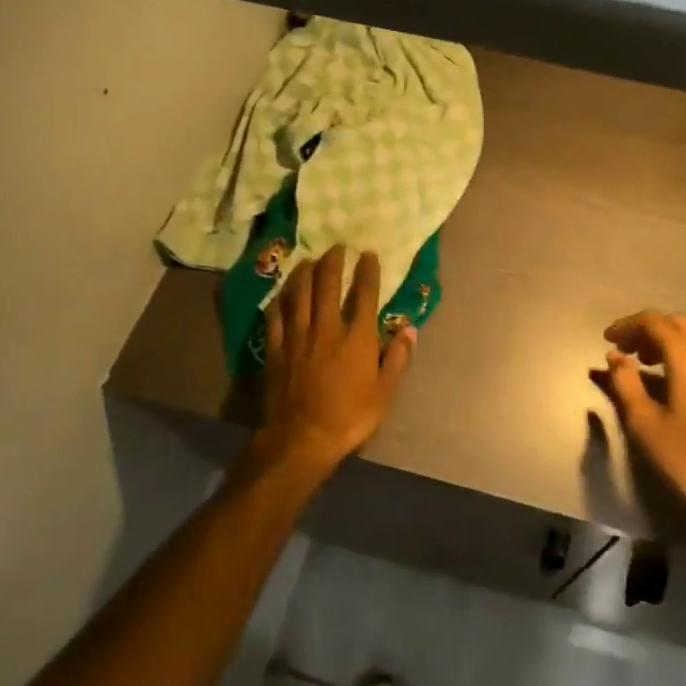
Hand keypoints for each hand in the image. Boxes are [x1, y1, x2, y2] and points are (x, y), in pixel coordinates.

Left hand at [255, 245, 415, 475]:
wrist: (301, 439)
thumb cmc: (350, 417)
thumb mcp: (385, 393)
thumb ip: (398, 358)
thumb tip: (409, 328)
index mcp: (357, 337)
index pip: (365, 293)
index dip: (367, 270)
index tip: (368, 254)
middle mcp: (327, 327)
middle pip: (327, 284)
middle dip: (332, 261)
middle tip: (336, 247)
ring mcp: (298, 336)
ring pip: (299, 294)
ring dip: (304, 273)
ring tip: (308, 260)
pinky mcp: (277, 349)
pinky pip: (275, 316)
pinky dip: (279, 301)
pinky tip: (281, 294)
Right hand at [592, 311, 685, 535]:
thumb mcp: (646, 424)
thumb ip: (626, 383)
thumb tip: (615, 356)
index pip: (655, 322)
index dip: (628, 325)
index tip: (609, 338)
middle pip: (680, 324)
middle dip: (650, 330)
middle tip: (628, 350)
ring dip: (671, 341)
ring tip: (649, 363)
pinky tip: (680, 382)